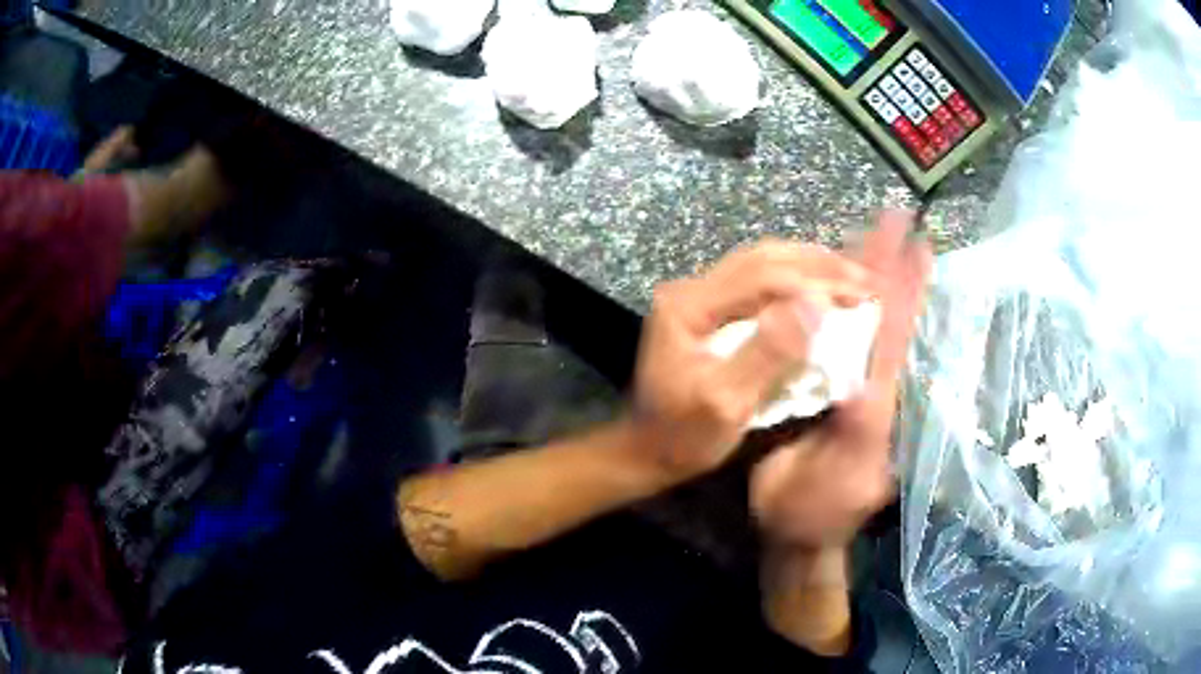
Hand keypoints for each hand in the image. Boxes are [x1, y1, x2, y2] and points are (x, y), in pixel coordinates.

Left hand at [630, 240, 875, 483]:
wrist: (648, 450)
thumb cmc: (684, 437)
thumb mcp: (725, 404)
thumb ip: (767, 352)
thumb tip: (815, 304)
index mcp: (688, 306)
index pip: (760, 276)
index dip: (813, 281)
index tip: (857, 294)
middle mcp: (691, 289)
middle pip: (762, 259)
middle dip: (818, 265)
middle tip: (863, 280)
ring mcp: (698, 296)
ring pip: (761, 263)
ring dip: (809, 267)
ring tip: (851, 277)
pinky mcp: (709, 309)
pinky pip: (758, 281)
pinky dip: (795, 280)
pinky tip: (820, 287)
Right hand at [749, 211, 930, 547]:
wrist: (798, 531)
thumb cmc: (810, 513)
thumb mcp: (832, 486)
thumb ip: (851, 441)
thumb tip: (860, 388)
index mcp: (879, 406)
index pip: (895, 338)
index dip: (904, 289)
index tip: (916, 243)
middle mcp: (876, 387)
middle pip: (890, 318)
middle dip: (894, 266)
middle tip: (901, 219)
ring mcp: (858, 388)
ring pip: (870, 323)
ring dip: (872, 275)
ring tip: (879, 232)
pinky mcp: (840, 392)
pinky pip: (849, 340)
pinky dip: (848, 304)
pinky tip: (839, 277)